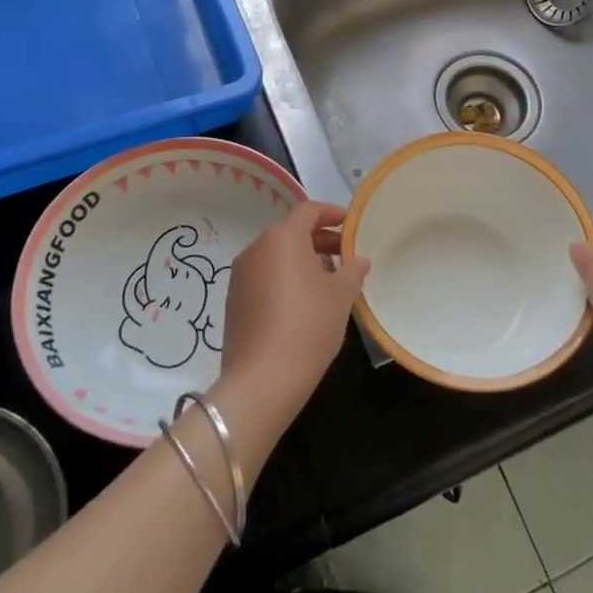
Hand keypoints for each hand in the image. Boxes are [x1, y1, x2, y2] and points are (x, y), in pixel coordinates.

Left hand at [216, 201, 369, 427]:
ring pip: (277, 256)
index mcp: (282, 238)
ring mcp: (240, 276)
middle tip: (346, 256)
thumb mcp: (341, 296)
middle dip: (320, 240)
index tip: (350, 224)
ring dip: (303, 261)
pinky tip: (304, 303)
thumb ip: (352, 270)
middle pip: (291, 232)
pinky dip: (285, 279)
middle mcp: (256, 249)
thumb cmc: (308, 326)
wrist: (262, 381)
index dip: (332, 213)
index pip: (308, 211)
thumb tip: (358, 259)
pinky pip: (264, 277)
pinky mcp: (234, 301)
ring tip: (329, 282)